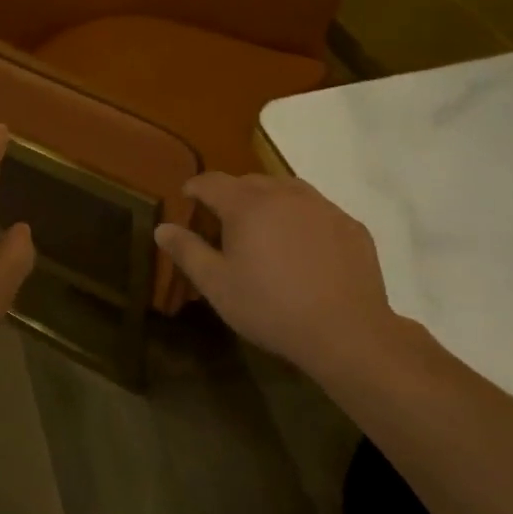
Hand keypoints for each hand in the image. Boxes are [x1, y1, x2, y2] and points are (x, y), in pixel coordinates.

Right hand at [155, 173, 400, 374]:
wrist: (346, 332)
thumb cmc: (270, 308)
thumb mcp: (217, 285)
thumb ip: (187, 251)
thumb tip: (162, 227)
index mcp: (247, 205)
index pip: (212, 181)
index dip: (195, 187)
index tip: (187, 198)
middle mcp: (284, 194)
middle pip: (250, 181)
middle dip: (232, 194)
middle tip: (225, 221)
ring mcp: (322, 206)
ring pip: (287, 190)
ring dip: (269, 201)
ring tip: (265, 229)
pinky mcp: (350, 225)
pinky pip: (318, 210)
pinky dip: (303, 219)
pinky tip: (304, 248)